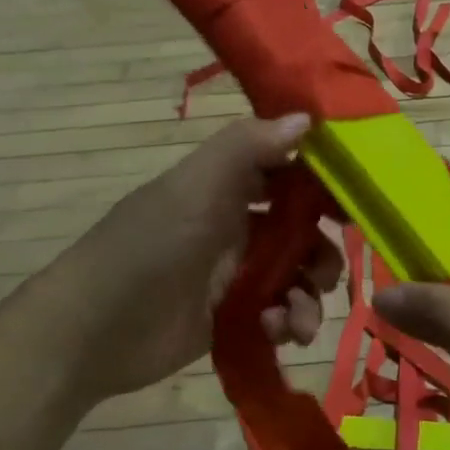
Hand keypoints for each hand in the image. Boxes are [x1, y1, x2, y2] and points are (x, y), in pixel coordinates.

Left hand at [52, 114, 341, 401]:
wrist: (93, 331)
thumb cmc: (149, 247)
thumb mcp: (196, 186)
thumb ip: (248, 147)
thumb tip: (307, 118)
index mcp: (224, 189)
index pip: (286, 175)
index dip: (322, 185)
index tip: (356, 201)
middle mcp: (233, 227)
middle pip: (299, 232)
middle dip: (321, 251)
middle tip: (328, 272)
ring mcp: (233, 276)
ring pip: (293, 278)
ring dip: (308, 296)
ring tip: (299, 318)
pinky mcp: (231, 319)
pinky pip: (276, 315)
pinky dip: (286, 322)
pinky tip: (278, 331)